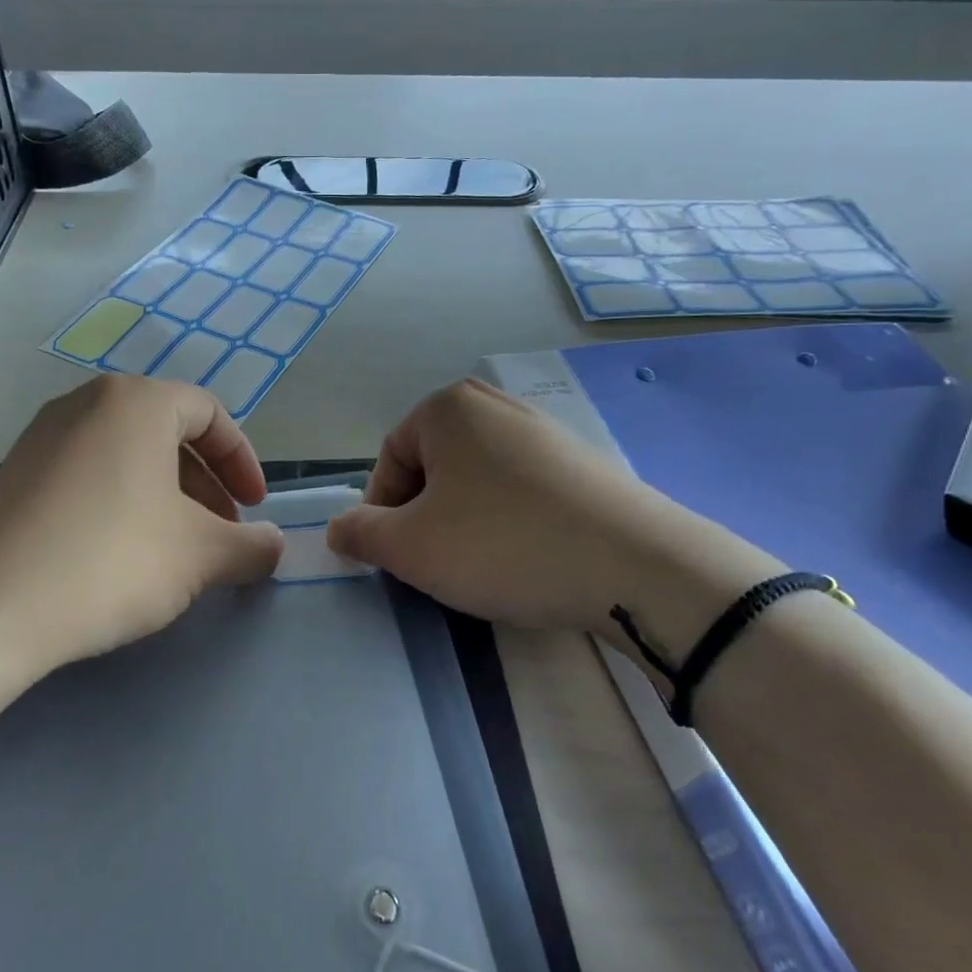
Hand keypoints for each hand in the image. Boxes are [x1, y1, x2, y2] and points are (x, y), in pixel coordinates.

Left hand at [0, 376, 283, 677]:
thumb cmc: (109, 562)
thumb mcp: (200, 556)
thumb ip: (251, 545)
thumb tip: (274, 545)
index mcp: (135, 402)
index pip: (209, 413)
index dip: (242, 461)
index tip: (253, 509)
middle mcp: (85, 403)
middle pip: (167, 433)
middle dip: (205, 484)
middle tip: (220, 533)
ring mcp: (42, 437)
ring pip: (126, 455)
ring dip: (165, 497)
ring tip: (175, 550)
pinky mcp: (13, 475)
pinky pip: (87, 475)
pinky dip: (120, 503)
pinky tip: (119, 556)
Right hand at [326, 379, 780, 643]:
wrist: (634, 565)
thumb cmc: (502, 544)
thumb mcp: (411, 547)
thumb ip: (360, 534)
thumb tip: (337, 529)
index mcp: (447, 408)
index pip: (389, 460)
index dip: (384, 513)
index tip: (399, 558)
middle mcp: (494, 404)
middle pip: (433, 467)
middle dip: (425, 517)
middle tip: (438, 564)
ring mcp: (544, 430)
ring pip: (477, 481)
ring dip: (465, 522)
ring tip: (484, 566)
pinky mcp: (582, 462)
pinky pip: (522, 490)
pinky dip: (509, 522)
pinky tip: (527, 558)